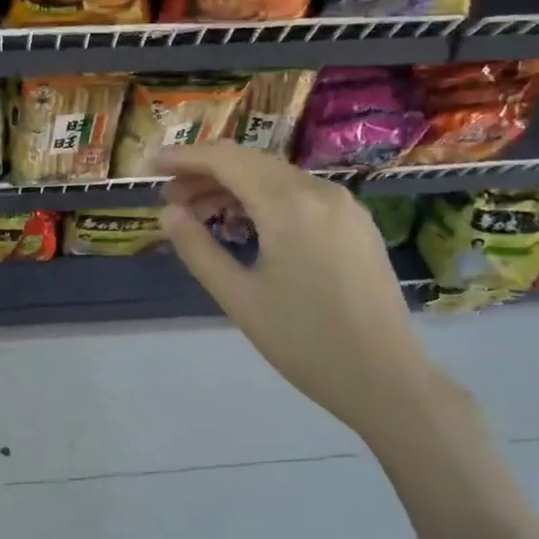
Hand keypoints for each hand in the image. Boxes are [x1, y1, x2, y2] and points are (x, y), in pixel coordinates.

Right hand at [158, 144, 451, 436]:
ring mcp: (344, 205)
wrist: (388, 380)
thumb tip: (168, 213)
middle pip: (251, 162)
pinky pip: (300, 194)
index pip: (226, 160)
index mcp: (289, 205)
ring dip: (234, 186)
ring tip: (200, 213)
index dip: (184, 157)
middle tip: (170, 199)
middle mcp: (319, 192)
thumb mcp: (239, 298)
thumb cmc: (305, 343)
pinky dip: (264, 199)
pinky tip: (246, 224)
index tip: (150, 166)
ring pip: (276, 177)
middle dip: (205, 173)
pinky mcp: (356, 224)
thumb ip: (198, 249)